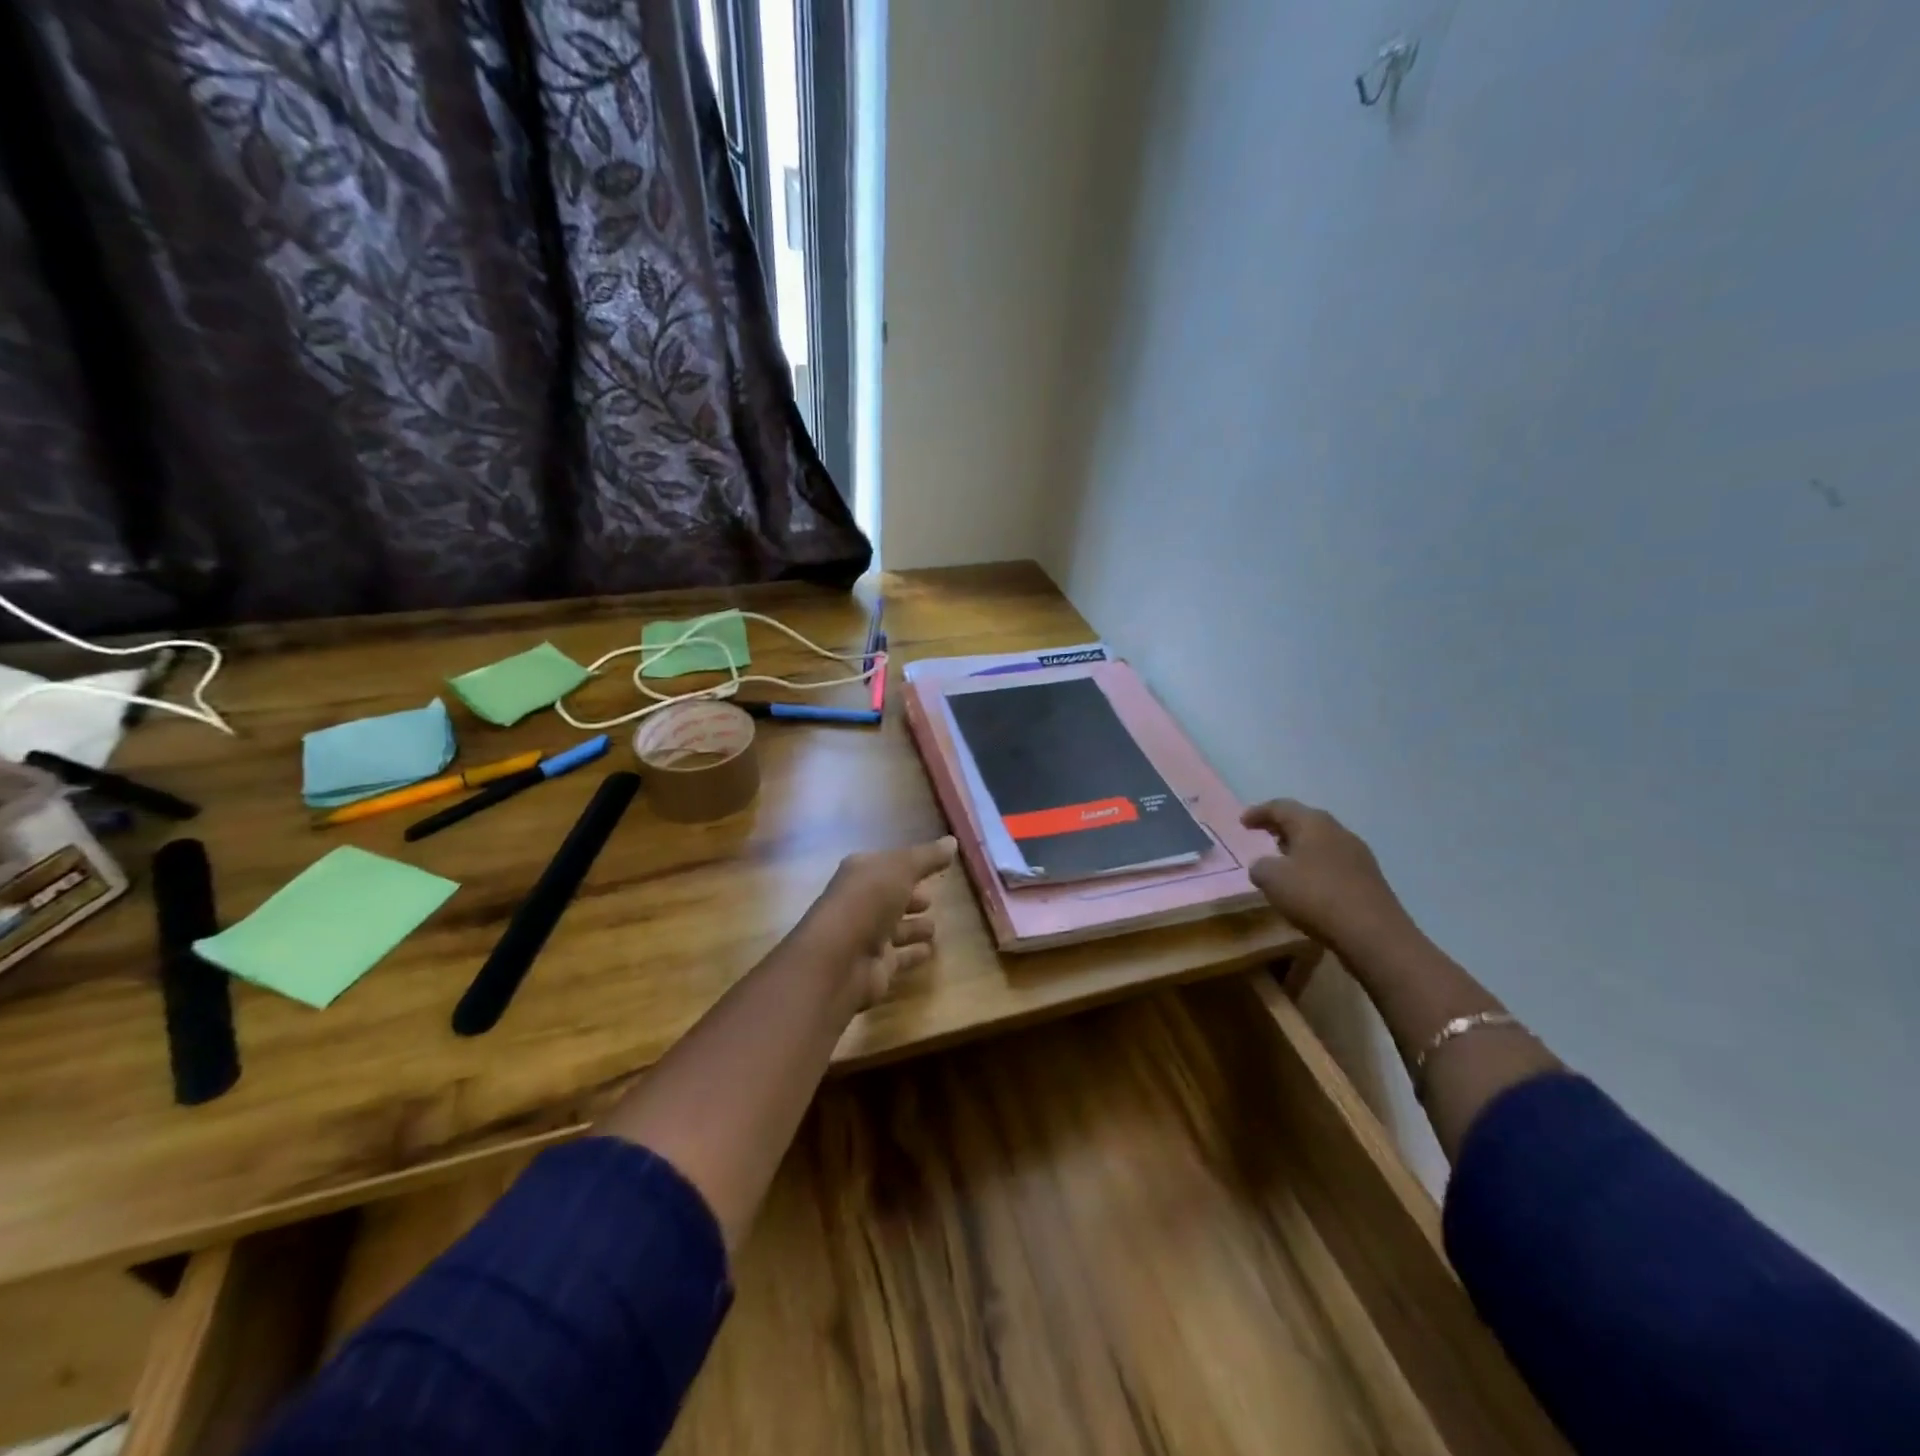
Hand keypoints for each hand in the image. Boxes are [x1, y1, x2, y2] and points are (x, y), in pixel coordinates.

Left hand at [794, 836, 957, 1008]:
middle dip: (909, 897)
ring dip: (913, 927)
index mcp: (860, 874)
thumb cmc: (867, 902)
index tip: (933, 865)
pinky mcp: (876, 967)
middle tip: (932, 898)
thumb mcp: (901, 869)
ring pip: (895, 929)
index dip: (908, 864)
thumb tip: (952, 841)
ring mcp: (867, 937)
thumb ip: (928, 857)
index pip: (887, 865)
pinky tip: (930, 951)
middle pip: (889, 898)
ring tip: (934, 927)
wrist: (838, 961)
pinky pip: (900, 957)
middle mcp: (860, 903)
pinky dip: (913, 953)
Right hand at [1240, 800, 1412, 956]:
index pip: (1281, 807)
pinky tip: (1308, 886)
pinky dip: (1315, 867)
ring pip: (1321, 843)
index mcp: (1313, 823)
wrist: (1373, 933)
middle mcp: (1338, 832)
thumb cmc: (1315, 896)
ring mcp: (1358, 855)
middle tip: (1263, 837)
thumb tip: (1265, 866)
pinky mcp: (1368, 879)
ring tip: (1283, 863)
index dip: (1259, 812)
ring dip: (1300, 849)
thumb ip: (1260, 866)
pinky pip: (1334, 864)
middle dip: (1282, 828)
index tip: (1242, 823)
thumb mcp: (1272, 879)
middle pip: (1305, 821)